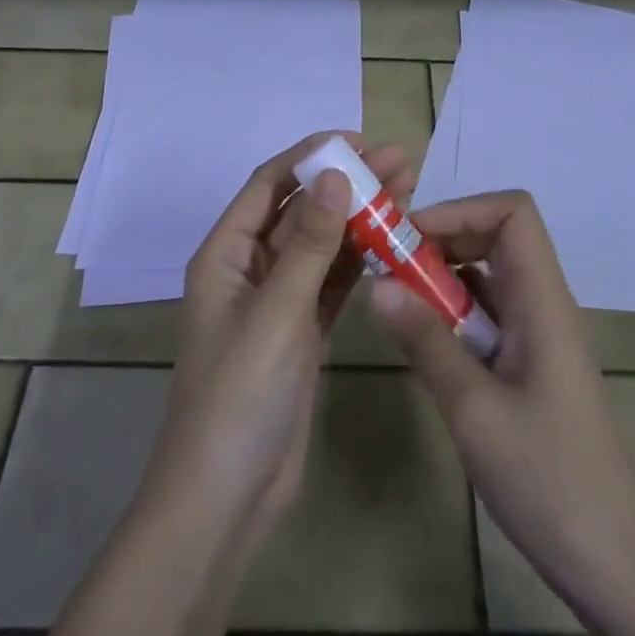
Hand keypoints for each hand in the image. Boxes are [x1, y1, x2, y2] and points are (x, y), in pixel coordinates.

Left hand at [138, 132, 414, 558]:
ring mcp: (278, 300)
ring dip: (359, 216)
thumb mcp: (275, 311)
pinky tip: (393, 239)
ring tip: (408, 188)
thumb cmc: (239, 394)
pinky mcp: (302, 330)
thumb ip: (309, 244)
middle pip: (302, 210)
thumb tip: (335, 174)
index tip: (357, 139)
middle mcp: (250, 268)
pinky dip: (360, 259)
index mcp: (226, 254)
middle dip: (347, 182)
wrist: (227, 496)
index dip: (310, 156)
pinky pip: (333, 281)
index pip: (270, 185)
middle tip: (401, 160)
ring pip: (323, 244)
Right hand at [369, 189, 634, 621]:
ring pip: (489, 277)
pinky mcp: (530, 366)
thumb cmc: (548, 480)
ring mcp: (538, 336)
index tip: (410, 238)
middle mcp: (543, 305)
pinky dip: (452, 314)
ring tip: (396, 303)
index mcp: (543, 301)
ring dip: (442, 279)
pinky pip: (488, 315)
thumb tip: (377, 284)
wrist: (613, 564)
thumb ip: (426, 341)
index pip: (513, 213)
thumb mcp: (474, 409)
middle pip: (497, 236)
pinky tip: (424, 344)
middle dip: (441, 240)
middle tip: (390, 268)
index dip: (461, 209)